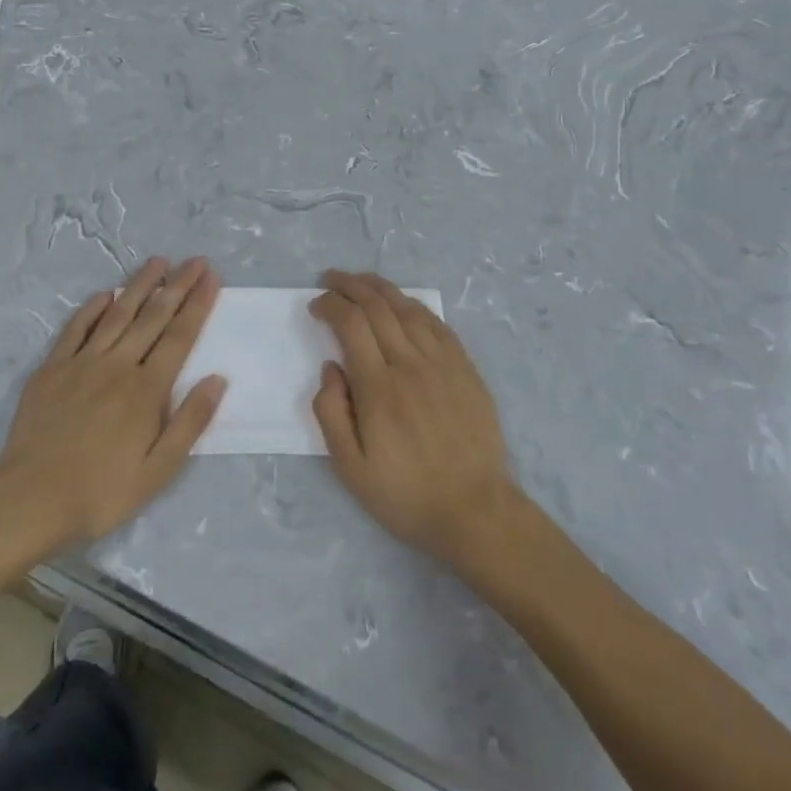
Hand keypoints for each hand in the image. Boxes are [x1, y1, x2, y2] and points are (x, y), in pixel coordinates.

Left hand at [0, 257, 226, 549]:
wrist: (28, 501)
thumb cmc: (100, 493)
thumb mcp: (157, 471)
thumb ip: (190, 422)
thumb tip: (217, 379)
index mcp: (146, 390)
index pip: (179, 336)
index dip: (197, 305)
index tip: (211, 278)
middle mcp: (118, 365)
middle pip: (153, 317)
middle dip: (177, 286)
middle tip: (195, 260)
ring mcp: (82, 363)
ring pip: (117, 314)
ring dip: (140, 286)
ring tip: (158, 262)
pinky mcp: (52, 369)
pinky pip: (76, 328)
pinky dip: (92, 308)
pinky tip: (105, 294)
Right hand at [311, 271, 520, 565]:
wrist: (475, 511)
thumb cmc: (406, 494)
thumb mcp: (351, 469)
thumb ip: (331, 413)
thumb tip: (330, 367)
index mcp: (378, 387)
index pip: (351, 324)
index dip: (330, 305)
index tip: (315, 305)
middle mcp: (410, 364)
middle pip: (377, 306)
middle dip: (350, 286)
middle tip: (330, 279)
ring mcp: (442, 362)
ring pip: (407, 308)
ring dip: (380, 287)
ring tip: (360, 279)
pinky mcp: (464, 368)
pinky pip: (436, 323)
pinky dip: (413, 305)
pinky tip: (402, 302)